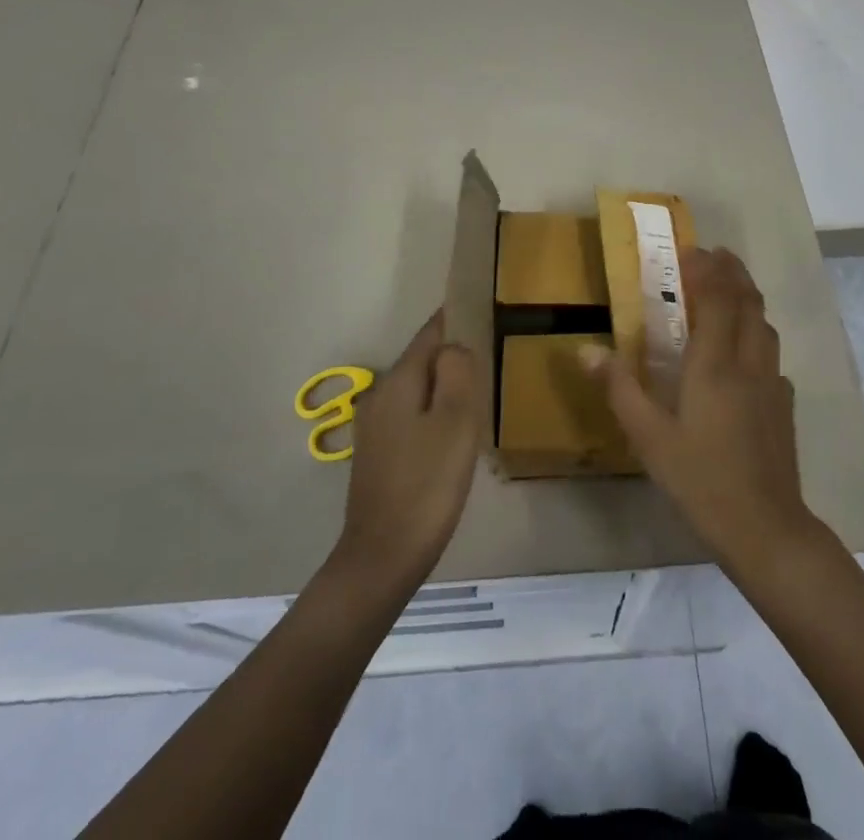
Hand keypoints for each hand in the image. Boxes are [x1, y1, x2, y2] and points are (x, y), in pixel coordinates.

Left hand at [335, 311, 478, 594]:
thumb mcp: (456, 423)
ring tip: (477, 391)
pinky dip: (432, 411)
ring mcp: (374, 427)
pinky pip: (411, 415)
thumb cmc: (427, 486)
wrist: (382, 557)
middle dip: (452, 354)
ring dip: (443, 386)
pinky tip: (451, 432)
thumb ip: (457, 373)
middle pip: (422, 361)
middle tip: (489, 354)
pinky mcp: (376, 454)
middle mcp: (380, 396)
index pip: (429, 334)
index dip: (454, 318)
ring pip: (417, 390)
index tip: (480, 306)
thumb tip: (455, 345)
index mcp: (399, 382)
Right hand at [584, 247, 822, 575]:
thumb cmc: (701, 479)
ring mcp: (772, 383)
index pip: (717, 298)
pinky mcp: (784, 404)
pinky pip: (771, 353)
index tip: (691, 250)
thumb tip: (585, 349)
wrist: (766, 528)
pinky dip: (757, 333)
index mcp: (715, 363)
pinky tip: (746, 352)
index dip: (707, 269)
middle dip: (733, 272)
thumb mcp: (649, 437)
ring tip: (730, 289)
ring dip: (748, 297)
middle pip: (748, 302)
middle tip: (714, 255)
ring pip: (764, 324)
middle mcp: (748, 362)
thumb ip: (619, 388)